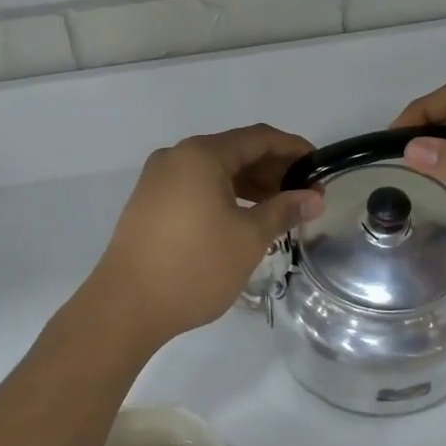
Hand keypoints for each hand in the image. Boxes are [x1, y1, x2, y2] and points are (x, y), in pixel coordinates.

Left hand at [88, 125, 322, 346]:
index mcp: (201, 155)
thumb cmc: (194, 267)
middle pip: (235, 151)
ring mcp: (158, 180)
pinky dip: (224, 196)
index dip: (293, 149)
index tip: (319, 166)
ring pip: (215, 171)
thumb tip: (314, 198)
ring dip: (250, 185)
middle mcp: (177, 157)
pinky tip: (244, 218)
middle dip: (273, 170)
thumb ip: (284, 211)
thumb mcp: (249, 238)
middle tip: (304, 194)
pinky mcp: (149, 203)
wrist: (126, 307)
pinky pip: (196, 187)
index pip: (258, 138)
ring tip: (280, 209)